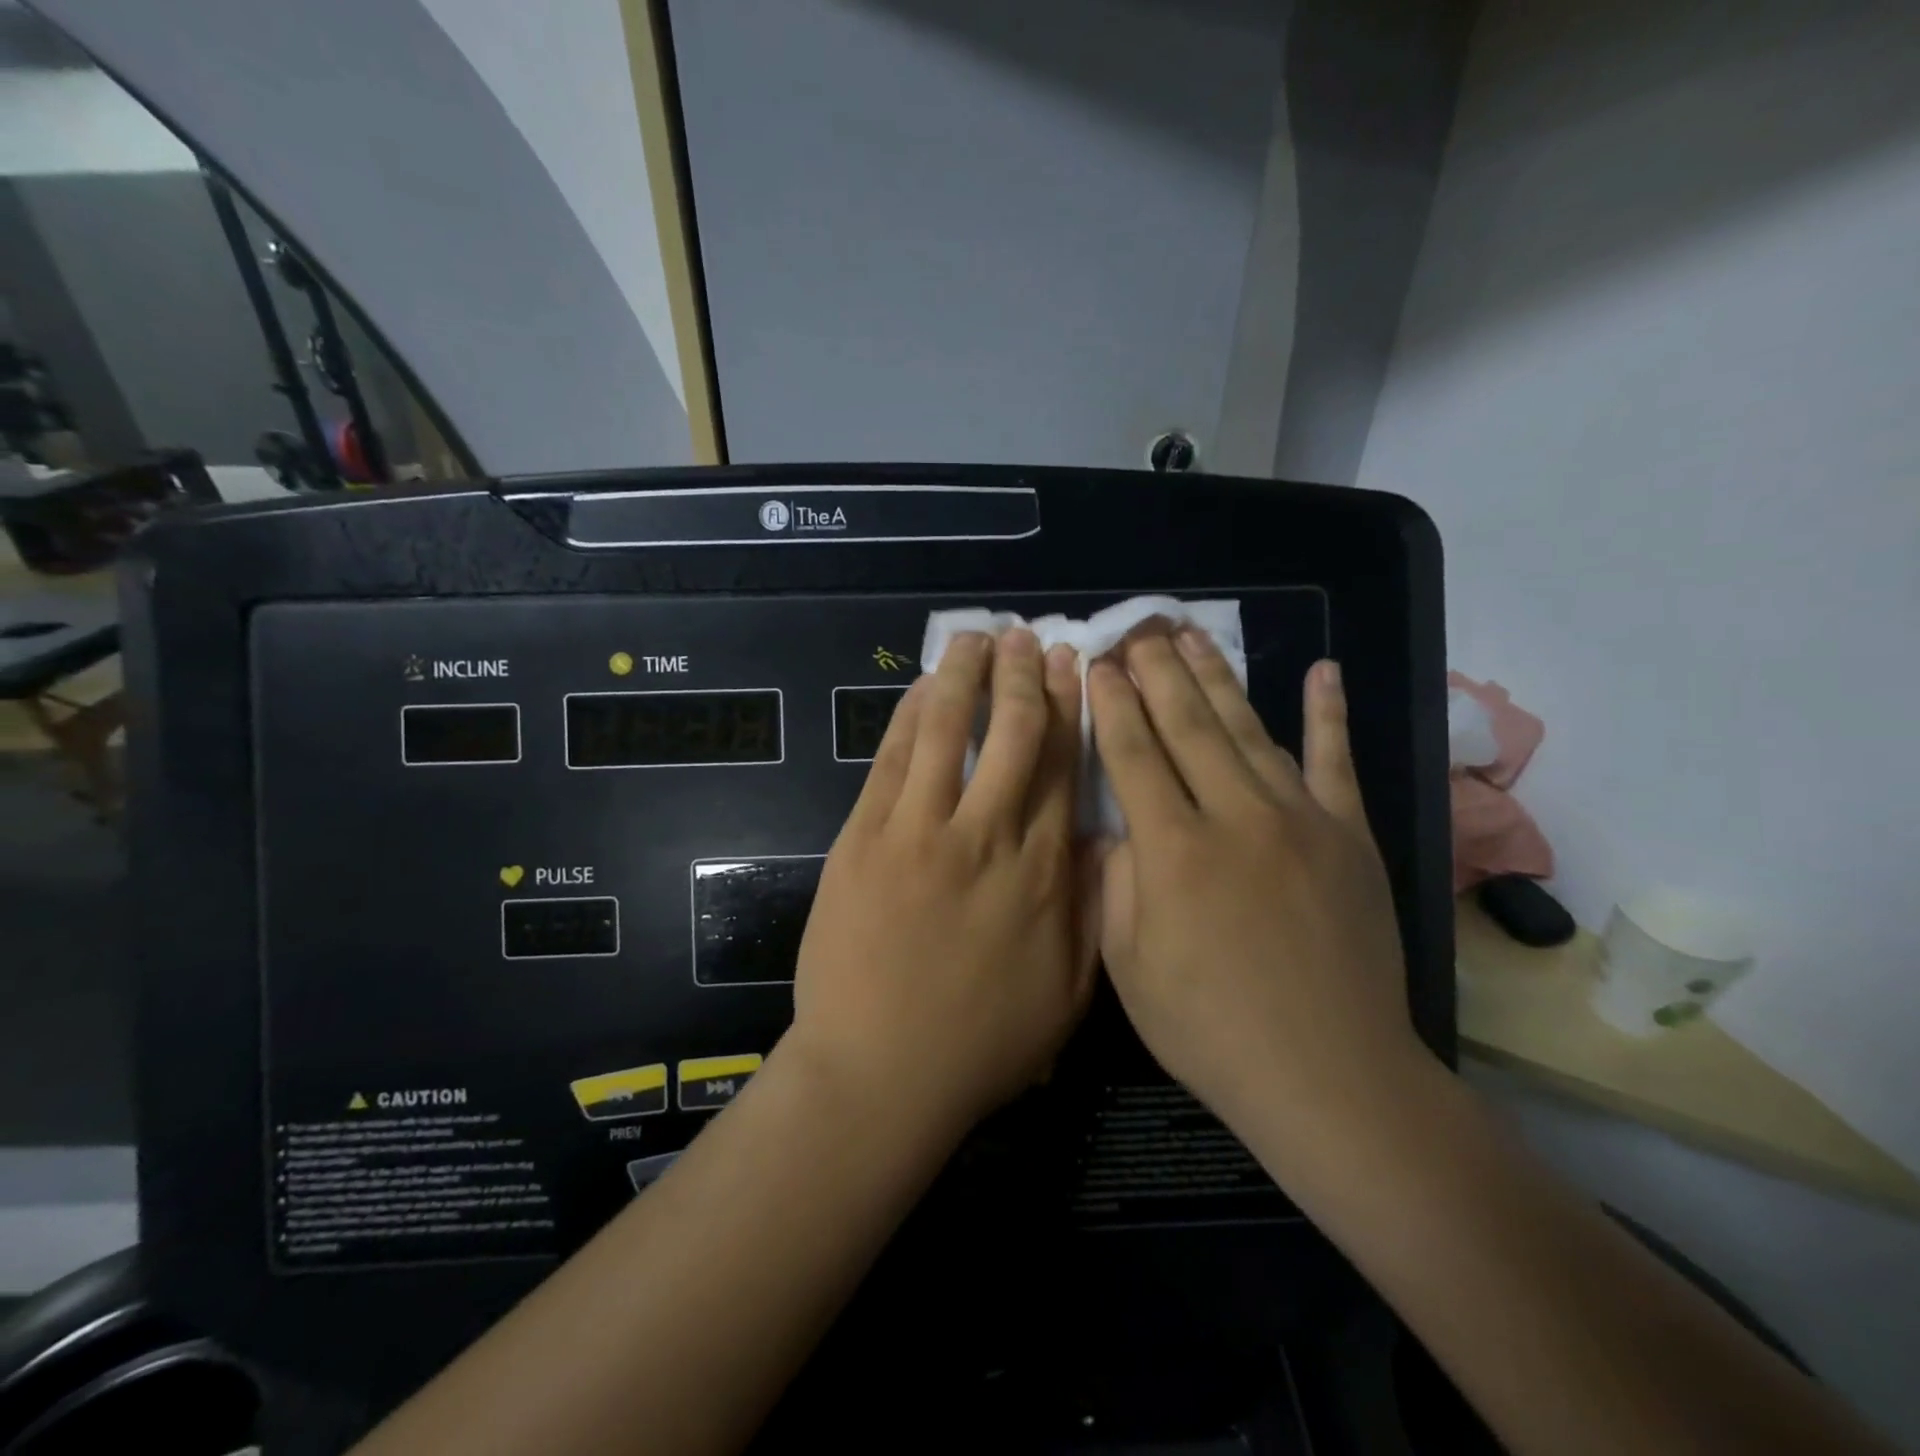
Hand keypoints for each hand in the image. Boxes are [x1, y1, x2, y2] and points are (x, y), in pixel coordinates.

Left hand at [787, 629, 1097, 1138]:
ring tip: (976, 637)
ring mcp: (919, 832)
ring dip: (964, 677)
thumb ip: (1092, 907)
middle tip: (1028, 636)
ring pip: (946, 732)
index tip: (1073, 668)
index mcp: (1043, 870)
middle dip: (1023, 677)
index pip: (1061, 766)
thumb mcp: (1069, 990)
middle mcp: (987, 835)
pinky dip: (908, 717)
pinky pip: (891, 761)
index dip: (1068, 709)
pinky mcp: (864, 839)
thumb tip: (1107, 837)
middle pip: (1011, 734)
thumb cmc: (983, 1041)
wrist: (881, 1073)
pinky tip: (922, 688)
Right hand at [1088, 629, 1426, 1143]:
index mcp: (1172, 849)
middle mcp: (1234, 815)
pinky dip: (1329, 713)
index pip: (1132, 753)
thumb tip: (1113, 826)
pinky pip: (1337, 760)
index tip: (1097, 663)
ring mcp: (1300, 819)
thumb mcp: (1127, 965)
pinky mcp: (1350, 834)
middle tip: (1138, 631)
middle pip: (1186, 724)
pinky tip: (1322, 671)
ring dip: (1217, 677)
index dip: (1110, 704)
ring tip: (1192, 636)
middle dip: (1156, 672)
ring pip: (1248, 729)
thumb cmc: (1209, 1027)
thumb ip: (1114, 882)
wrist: (1328, 1074)